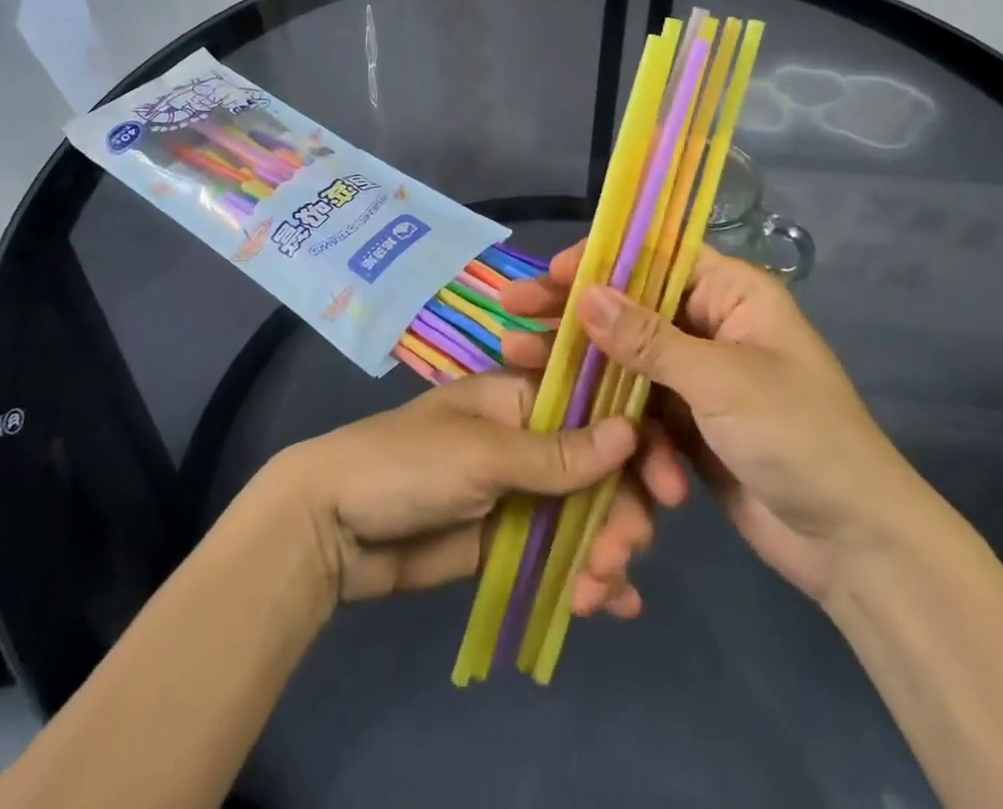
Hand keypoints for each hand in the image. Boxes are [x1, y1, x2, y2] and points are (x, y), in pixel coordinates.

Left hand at [266, 372, 636, 606]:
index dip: (636, 440)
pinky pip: (561, 553)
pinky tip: (612, 607)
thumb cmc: (407, 465)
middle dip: (622, 509)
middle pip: (600, 467)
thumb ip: (557, 453)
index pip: (596, 407)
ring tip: (600, 590)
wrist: (333, 528)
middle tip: (622, 554)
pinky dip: (588, 576)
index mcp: (521, 396)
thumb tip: (631, 432)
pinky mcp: (509, 540)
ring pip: (586, 514)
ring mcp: (521, 491)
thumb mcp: (482, 453)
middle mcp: (529, 438)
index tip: (669, 484)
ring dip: (606, 549)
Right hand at [502, 244, 934, 609]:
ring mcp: (699, 377)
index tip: (547, 275)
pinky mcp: (690, 425)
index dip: (599, 261)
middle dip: (574, 318)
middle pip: (630, 309)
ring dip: (587, 378)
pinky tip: (622, 462)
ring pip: (627, 363)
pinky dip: (628, 435)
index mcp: (733, 294)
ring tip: (521, 371)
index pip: (654, 258)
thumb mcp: (723, 382)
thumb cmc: (802, 440)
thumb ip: (648, 340)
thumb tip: (584, 294)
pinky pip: (640, 412)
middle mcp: (712, 325)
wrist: (856, 548)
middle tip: (512, 315)